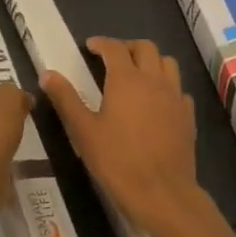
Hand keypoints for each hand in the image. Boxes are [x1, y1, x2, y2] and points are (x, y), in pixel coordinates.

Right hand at [40, 37, 218, 236]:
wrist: (162, 193)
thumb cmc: (117, 161)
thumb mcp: (83, 131)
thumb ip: (66, 99)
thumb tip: (48, 74)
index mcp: (126, 80)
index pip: (114, 48)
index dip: (101, 43)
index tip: (90, 47)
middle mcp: (154, 80)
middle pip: (146, 48)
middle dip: (128, 47)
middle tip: (112, 58)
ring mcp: (175, 97)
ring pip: (167, 63)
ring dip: (151, 61)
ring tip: (136, 74)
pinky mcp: (187, 116)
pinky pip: (179, 89)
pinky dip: (167, 86)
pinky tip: (156, 102)